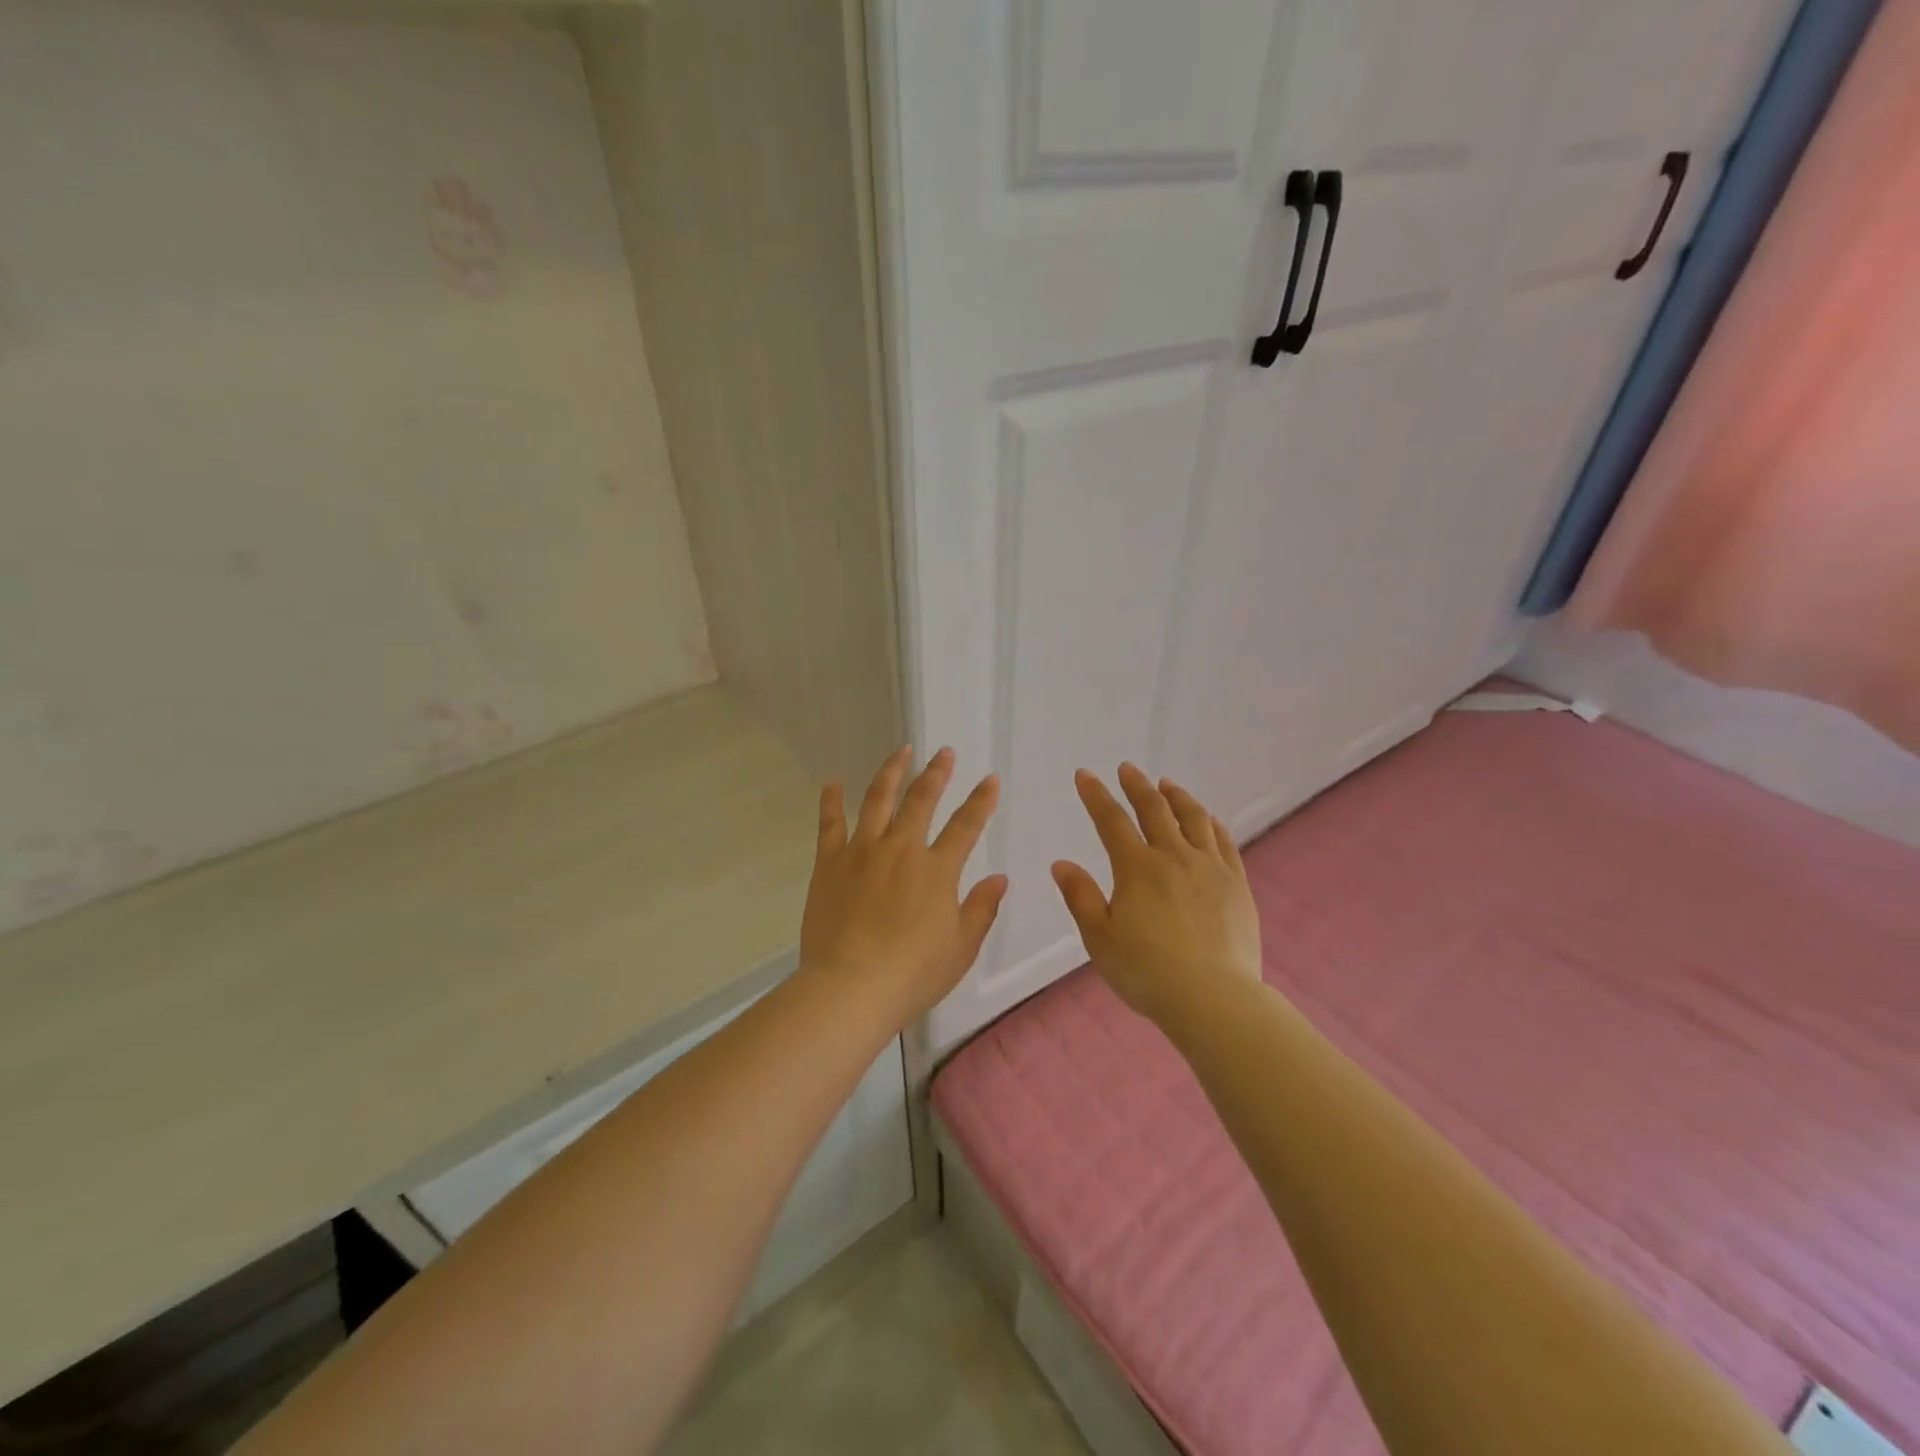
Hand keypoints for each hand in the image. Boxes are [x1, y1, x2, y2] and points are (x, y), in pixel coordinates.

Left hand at [799, 746, 1007, 1023]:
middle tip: (944, 753)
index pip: (966, 825)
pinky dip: (832, 801)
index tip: (990, 780)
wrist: (850, 988)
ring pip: (878, 800)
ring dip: (892, 772)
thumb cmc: (913, 974)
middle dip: (937, 773)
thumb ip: (982, 909)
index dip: (981, 800)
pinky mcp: (830, 864)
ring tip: (901, 751)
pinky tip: (833, 782)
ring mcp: (862, 852)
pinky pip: (830, 825)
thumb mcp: (961, 948)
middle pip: (921, 800)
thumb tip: (1000, 877)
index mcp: (937, 870)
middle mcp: (901, 849)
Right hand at [1052, 764, 1260, 1026]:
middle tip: (1127, 768)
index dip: (1096, 795)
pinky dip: (1211, 823)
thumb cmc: (1147, 972)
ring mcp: (1210, 868)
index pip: (1111, 820)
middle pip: (1154, 809)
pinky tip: (1207, 819)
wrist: (1213, 997)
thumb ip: (1081, 897)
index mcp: (1136, 868)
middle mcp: (1173, 857)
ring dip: (1177, 796)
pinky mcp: (1236, 884)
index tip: (1085, 774)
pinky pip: (1224, 841)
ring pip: (1193, 818)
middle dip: (1137, 785)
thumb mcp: (1100, 938)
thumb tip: (1061, 863)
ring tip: (1167, 784)